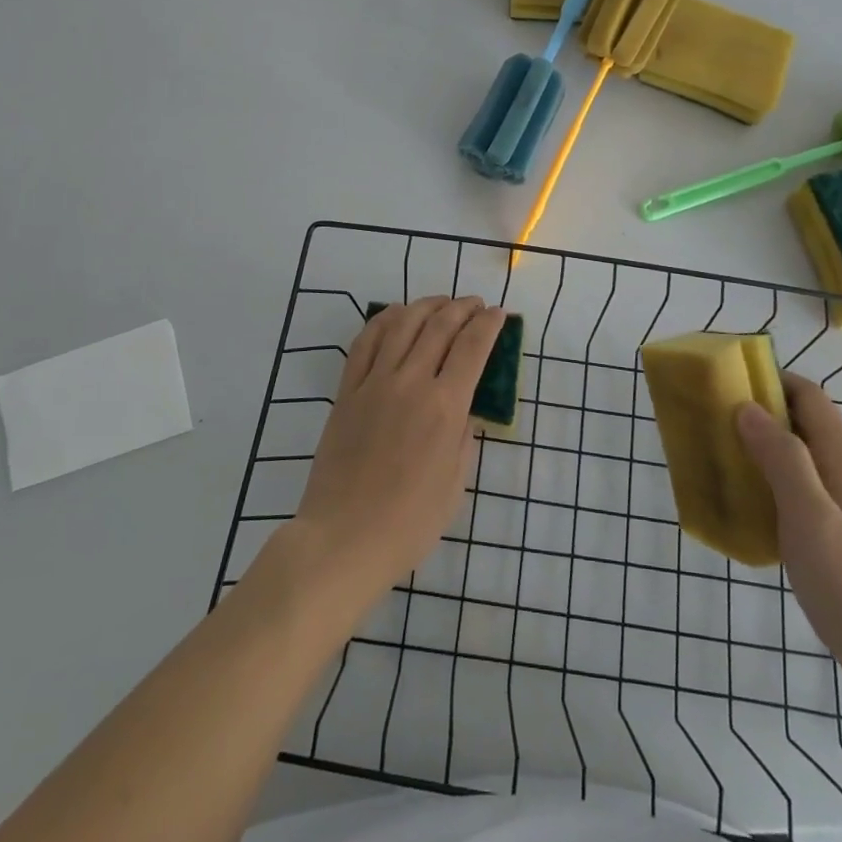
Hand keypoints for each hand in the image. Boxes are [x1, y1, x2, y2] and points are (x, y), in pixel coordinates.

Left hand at [286, 296, 507, 613]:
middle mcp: (411, 382)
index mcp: (444, 407)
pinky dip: (384, 320)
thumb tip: (462, 409)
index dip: (488, 324)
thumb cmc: (409, 523)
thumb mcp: (455, 484)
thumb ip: (463, 438)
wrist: (343, 538)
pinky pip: (365, 341)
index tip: (498, 314)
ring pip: (403, 324)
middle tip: (474, 304)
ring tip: (440, 302)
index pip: (472, 347)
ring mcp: (375, 382)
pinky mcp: (347, 390)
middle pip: (440, 326)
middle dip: (462, 308)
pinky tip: (396, 315)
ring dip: (426, 305)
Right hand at [737, 372, 841, 711]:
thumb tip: (748, 407)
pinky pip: (795, 495)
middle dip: (759, 414)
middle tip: (713, 420)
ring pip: (797, 461)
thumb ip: (782, 458)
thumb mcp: (811, 516)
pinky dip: (767, 487)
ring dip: (760, 451)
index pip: (810, 398)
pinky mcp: (835, 540)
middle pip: (802, 425)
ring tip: (718, 458)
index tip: (730, 382)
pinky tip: (743, 508)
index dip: (773, 381)